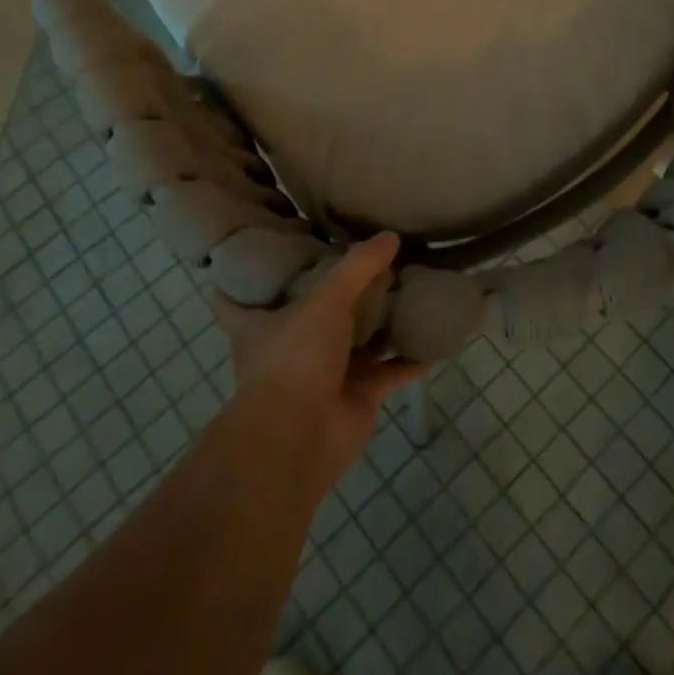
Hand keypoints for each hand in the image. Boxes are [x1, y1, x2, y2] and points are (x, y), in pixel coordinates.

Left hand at [207, 233, 426, 491]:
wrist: (300, 438)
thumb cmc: (295, 358)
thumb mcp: (325, 298)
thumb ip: (358, 266)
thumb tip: (390, 236)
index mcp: (263, 323)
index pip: (239, 295)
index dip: (246, 274)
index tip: (261, 246)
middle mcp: (292, 346)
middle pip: (313, 313)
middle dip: (337, 292)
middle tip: (364, 257)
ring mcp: (326, 373)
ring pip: (357, 341)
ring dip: (380, 322)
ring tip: (408, 286)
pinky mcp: (357, 396)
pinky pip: (390, 372)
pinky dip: (411, 359)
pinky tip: (434, 338)